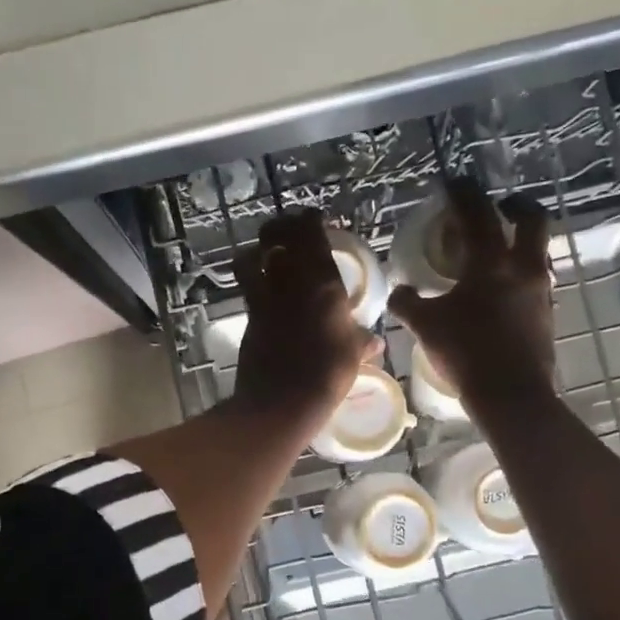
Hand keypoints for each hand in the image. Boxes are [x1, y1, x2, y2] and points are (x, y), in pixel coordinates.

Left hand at [232, 210, 378, 433]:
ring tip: (269, 253)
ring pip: (254, 256)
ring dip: (260, 249)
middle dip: (281, 227)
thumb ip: (361, 342)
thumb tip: (373, 342)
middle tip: (290, 230)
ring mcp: (265, 297)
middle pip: (277, 235)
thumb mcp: (353, 356)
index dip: (310, 219)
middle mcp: (291, 281)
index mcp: (323, 283)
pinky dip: (250, 275)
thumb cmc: (328, 375)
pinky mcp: (249, 316)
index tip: (315, 218)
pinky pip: (246, 285)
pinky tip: (259, 284)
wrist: (282, 401)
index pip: (311, 233)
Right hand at [388, 180, 555, 411]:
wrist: (511, 394)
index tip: (454, 183)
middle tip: (499, 206)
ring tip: (498, 249)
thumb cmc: (466, 352)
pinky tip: (502, 288)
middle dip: (515, 206)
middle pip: (532, 220)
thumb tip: (398, 291)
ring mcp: (540, 291)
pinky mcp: (546, 313)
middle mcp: (523, 268)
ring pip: (538, 250)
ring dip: (521, 240)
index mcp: (491, 263)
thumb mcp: (425, 326)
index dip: (464, 195)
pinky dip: (521, 271)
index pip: (478, 215)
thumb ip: (407, 303)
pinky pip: (536, 278)